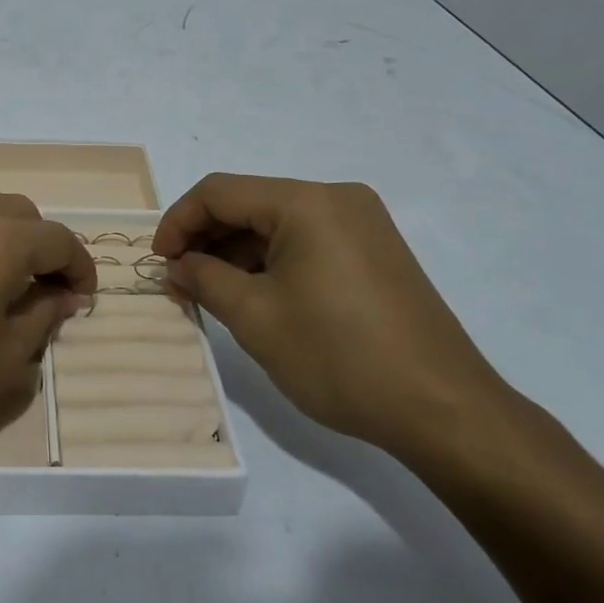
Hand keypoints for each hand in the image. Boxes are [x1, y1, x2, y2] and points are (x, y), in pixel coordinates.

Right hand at [153, 174, 514, 456]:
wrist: (444, 409)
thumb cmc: (339, 357)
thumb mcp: (256, 318)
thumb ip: (205, 279)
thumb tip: (177, 266)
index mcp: (306, 202)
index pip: (219, 192)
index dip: (178, 222)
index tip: (159, 263)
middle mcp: (336, 198)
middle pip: (250, 203)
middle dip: (207, 239)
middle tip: (181, 282)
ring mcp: (362, 223)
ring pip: (278, 224)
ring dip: (238, 253)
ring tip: (212, 294)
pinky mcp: (375, 251)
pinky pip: (307, 241)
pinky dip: (272, 262)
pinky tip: (256, 296)